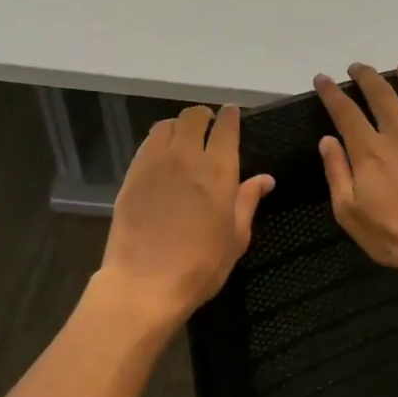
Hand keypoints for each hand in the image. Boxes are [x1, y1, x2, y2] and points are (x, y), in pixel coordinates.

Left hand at [98, 103, 272, 328]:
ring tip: (184, 139)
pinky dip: (159, 141)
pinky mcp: (132, 175)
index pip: (226, 128)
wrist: (144, 283)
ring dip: (179, 126)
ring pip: (167, 125)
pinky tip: (163, 156)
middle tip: (209, 128)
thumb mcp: (236, 238)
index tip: (232, 113)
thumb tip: (265, 179)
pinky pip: (147, 144)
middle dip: (204, 117)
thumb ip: (248, 202)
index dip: (230, 116)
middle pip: (193, 117)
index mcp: (219, 172)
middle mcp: (187, 158)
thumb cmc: (200, 266)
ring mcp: (155, 163)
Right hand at [315, 62, 397, 289]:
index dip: (333, 93)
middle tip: (359, 67)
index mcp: (370, 150)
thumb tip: (327, 140)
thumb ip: (337, 172)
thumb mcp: (348, 211)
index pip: (346, 113)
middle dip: (368, 77)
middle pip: (383, 97)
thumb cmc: (391, 234)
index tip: (323, 78)